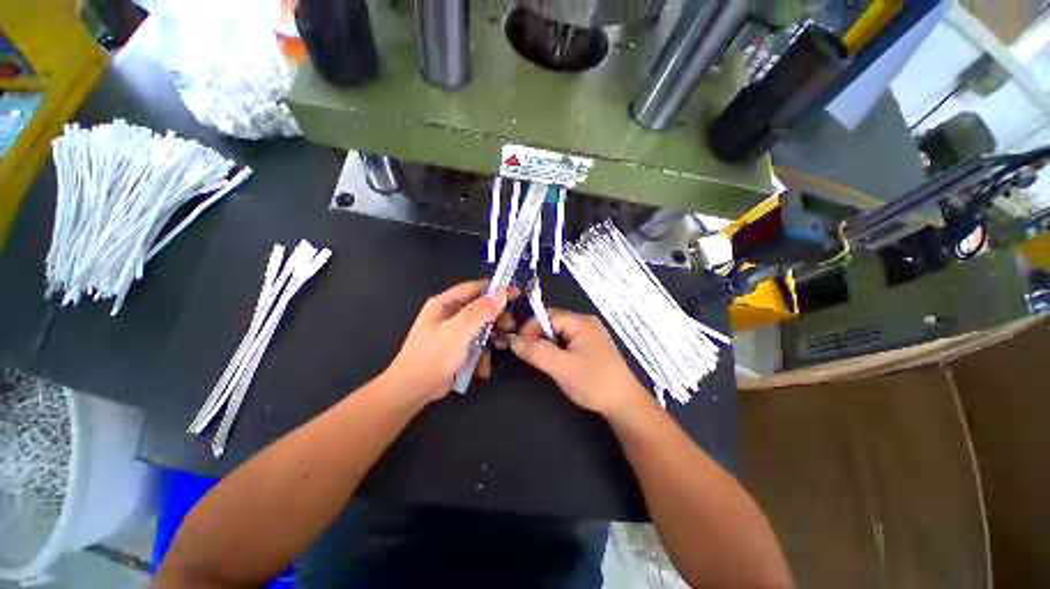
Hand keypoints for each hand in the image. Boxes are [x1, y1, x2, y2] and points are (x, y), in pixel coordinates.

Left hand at [382, 280, 510, 402]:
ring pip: (479, 326)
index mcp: (444, 303)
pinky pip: (474, 342)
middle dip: (496, 316)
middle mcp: (448, 314)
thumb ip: (480, 311)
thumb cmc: (433, 357)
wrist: (412, 391)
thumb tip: (502, 292)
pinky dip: (482, 351)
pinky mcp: (455, 347)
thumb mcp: (458, 331)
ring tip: (501, 345)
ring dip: (491, 335)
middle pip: (479, 307)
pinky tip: (484, 365)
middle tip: (509, 326)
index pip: (474, 288)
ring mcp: (452, 331)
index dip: (496, 289)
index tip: (515, 294)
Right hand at [510, 309, 649, 417]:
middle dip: (538, 338)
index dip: (530, 328)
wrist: (624, 405)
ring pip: (558, 334)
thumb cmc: (594, 382)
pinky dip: (556, 351)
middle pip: (552, 323)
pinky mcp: (590, 348)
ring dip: (546, 346)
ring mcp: (589, 335)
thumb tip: (513, 340)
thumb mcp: (561, 366)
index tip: (519, 347)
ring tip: (542, 362)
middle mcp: (586, 323)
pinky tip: (556, 364)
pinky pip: (566, 343)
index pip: (547, 315)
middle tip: (529, 356)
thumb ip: (536, 351)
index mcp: (581, 322)